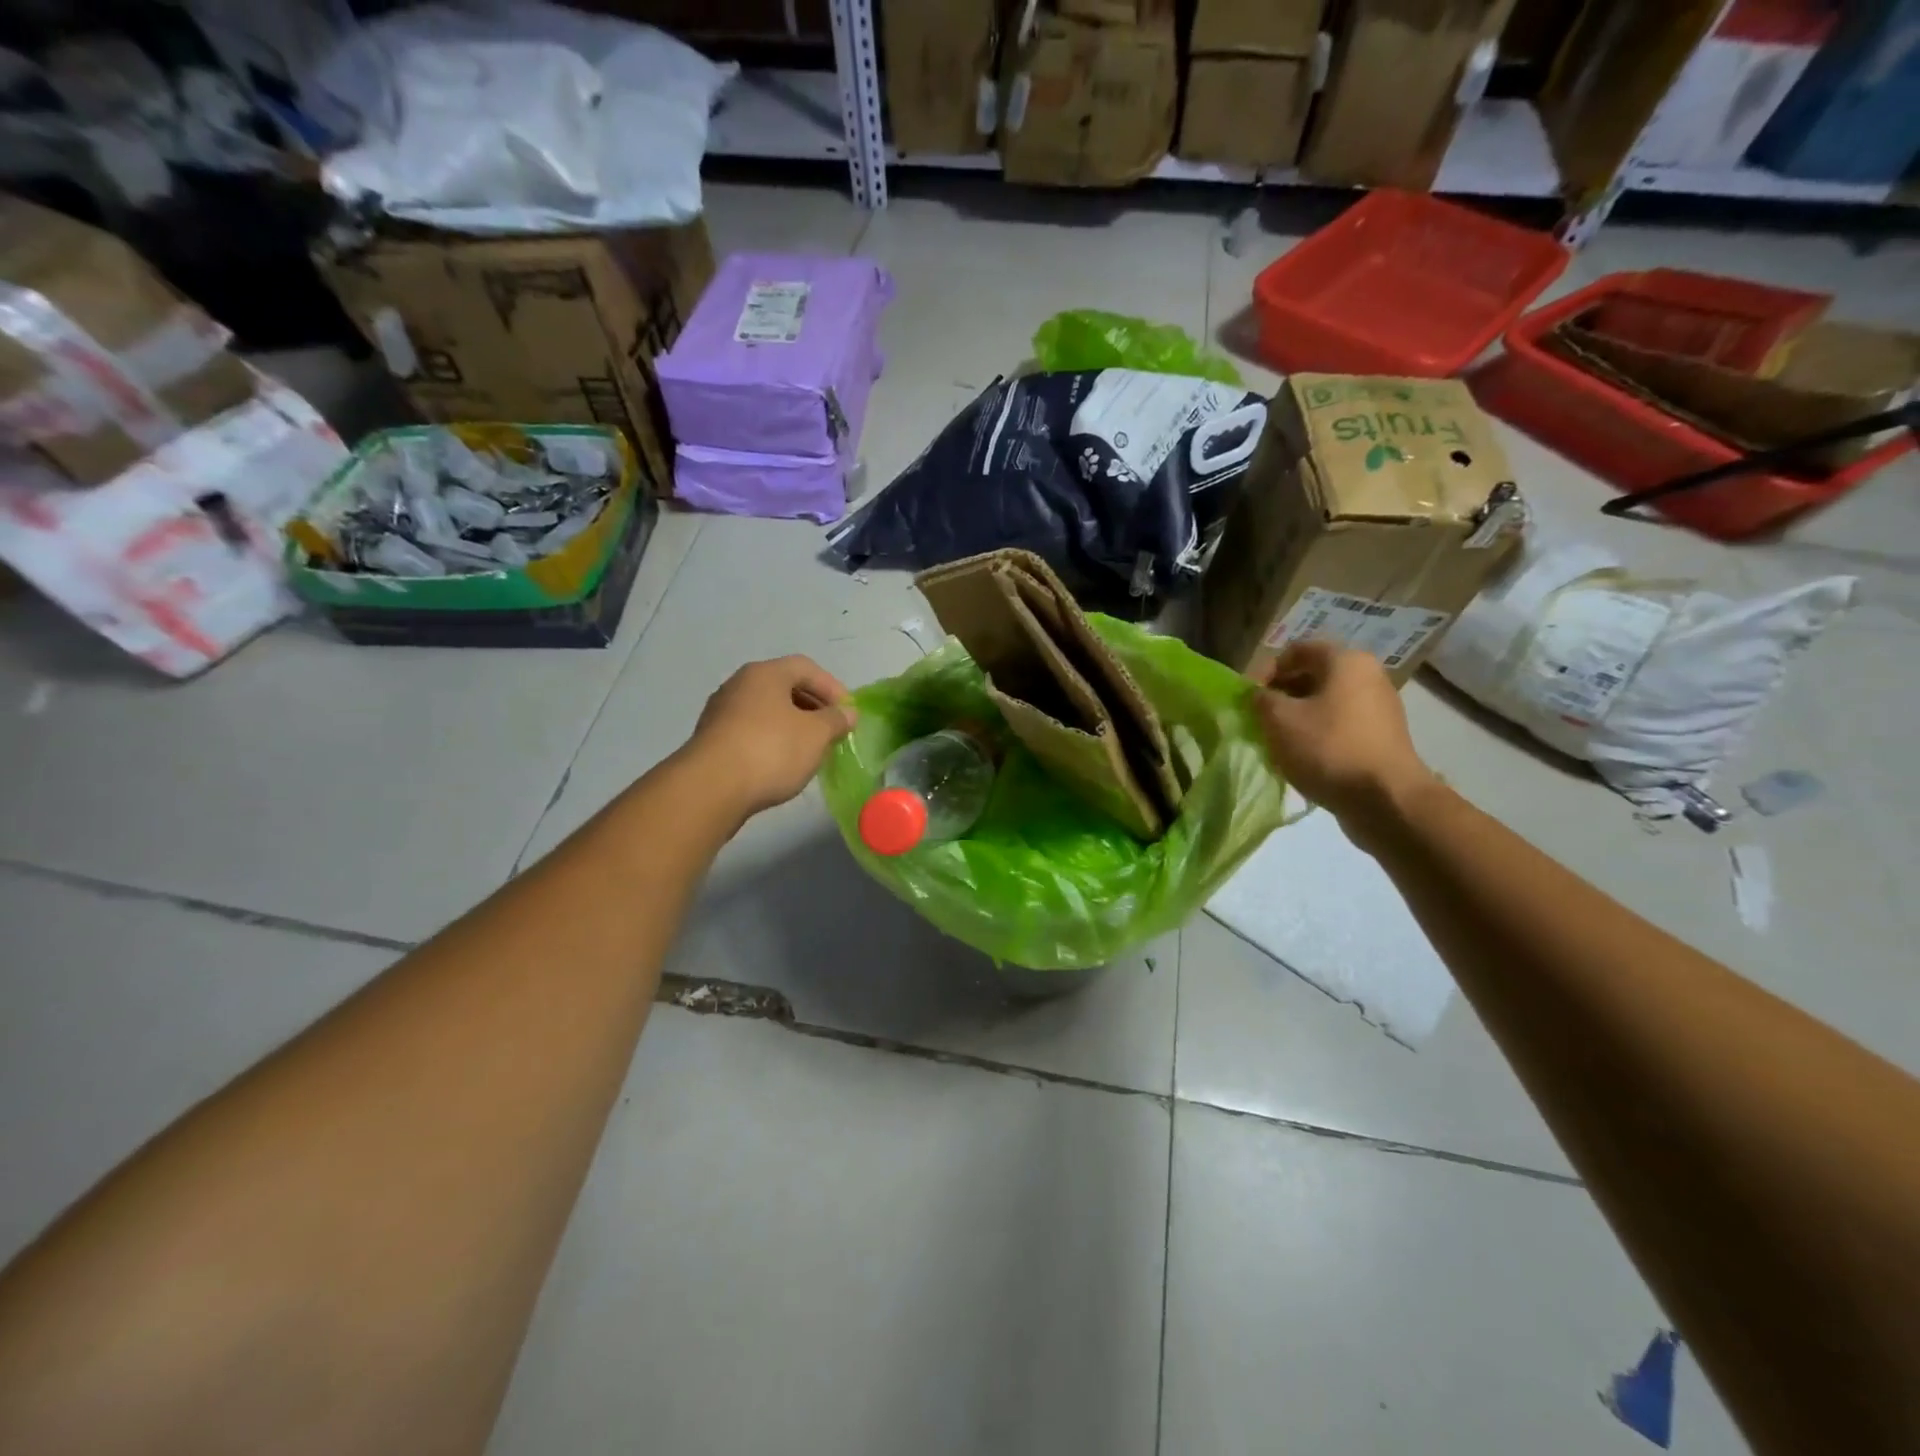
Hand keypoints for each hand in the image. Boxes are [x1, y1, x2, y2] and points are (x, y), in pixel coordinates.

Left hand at [685, 656, 857, 820]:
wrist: (711, 788)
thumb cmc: (771, 750)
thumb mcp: (815, 735)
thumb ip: (835, 720)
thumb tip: (848, 712)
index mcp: (765, 674)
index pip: (806, 668)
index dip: (832, 687)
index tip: (848, 713)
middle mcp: (739, 685)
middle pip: (784, 687)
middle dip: (812, 707)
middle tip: (831, 731)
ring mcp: (721, 712)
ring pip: (766, 711)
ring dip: (792, 725)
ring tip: (810, 750)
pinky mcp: (711, 740)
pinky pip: (751, 731)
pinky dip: (771, 740)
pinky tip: (781, 763)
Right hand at [1253, 641, 1436, 844]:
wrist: (1386, 799)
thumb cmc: (1328, 749)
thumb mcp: (1279, 720)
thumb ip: (1261, 699)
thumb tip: (1259, 695)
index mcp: (1345, 661)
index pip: (1296, 650)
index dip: (1266, 670)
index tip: (1249, 698)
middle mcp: (1368, 675)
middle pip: (1313, 674)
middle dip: (1281, 694)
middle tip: (1260, 718)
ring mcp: (1380, 706)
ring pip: (1327, 701)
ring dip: (1298, 715)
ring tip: (1278, 740)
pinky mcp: (1383, 735)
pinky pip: (1341, 723)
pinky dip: (1318, 732)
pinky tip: (1303, 756)